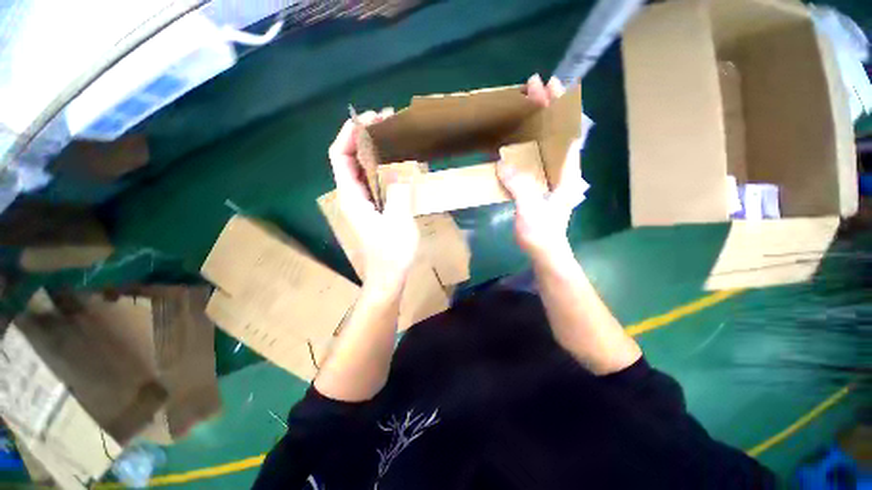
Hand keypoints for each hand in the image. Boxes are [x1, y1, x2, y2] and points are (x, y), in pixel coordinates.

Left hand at [328, 110, 418, 294]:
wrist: (389, 275)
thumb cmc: (392, 252)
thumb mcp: (398, 221)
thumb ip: (397, 192)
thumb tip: (398, 168)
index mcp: (352, 196)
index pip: (340, 156)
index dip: (350, 133)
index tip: (371, 118)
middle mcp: (353, 195)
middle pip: (349, 157)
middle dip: (363, 136)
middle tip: (387, 122)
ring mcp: (363, 201)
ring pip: (362, 167)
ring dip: (374, 149)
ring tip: (394, 136)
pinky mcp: (373, 207)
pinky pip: (374, 179)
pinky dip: (383, 165)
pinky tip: (398, 161)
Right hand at [498, 74, 586, 262]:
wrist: (545, 251)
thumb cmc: (541, 233)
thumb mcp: (530, 210)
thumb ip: (520, 187)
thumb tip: (502, 164)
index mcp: (565, 172)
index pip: (565, 131)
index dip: (558, 107)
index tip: (549, 86)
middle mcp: (561, 169)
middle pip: (556, 131)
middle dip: (546, 108)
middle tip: (530, 90)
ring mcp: (551, 176)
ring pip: (545, 143)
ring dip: (536, 124)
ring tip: (523, 108)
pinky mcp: (540, 184)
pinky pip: (534, 158)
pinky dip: (526, 145)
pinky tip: (514, 141)